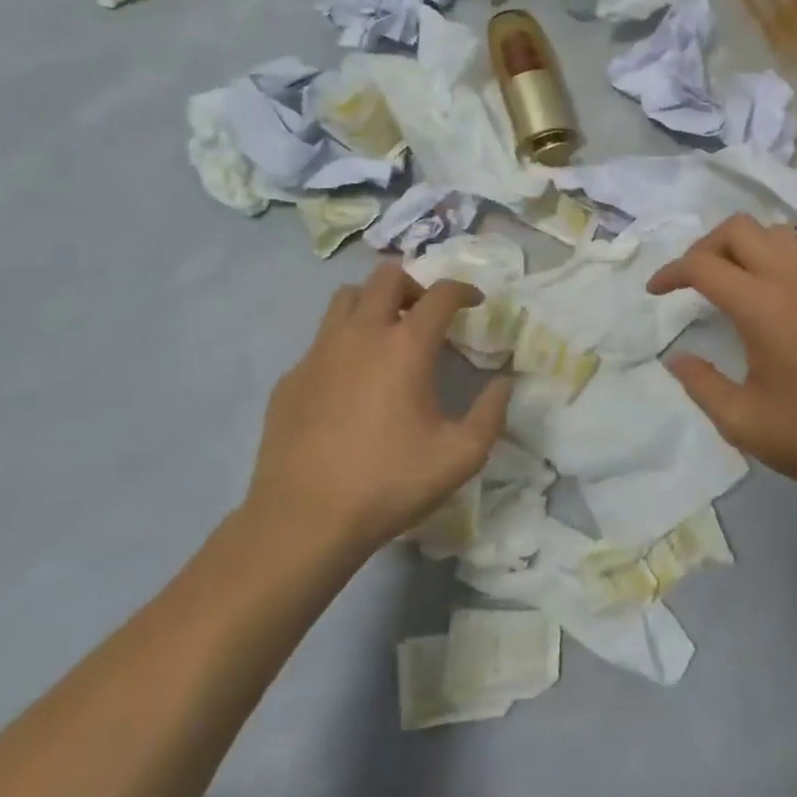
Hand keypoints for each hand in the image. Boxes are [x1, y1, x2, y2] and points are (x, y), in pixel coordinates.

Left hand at [243, 261, 510, 557]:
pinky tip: (350, 381)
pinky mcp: (291, 377)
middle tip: (427, 313)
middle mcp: (361, 334)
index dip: (464, 291)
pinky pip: (321, 340)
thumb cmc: (389, 483)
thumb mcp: (461, 456)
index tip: (475, 303)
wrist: (304, 520)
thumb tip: (504, 383)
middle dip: (415, 285)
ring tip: (388, 333)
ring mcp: (319, 352)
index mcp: (406, 346)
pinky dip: (344, 343)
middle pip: (387, 276)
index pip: (440, 294)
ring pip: (346, 298)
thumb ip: (491, 413)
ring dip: (373, 303)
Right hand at [646, 215, 796, 496]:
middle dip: (704, 246)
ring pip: (774, 232)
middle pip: (739, 228)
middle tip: (691, 281)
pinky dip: (771, 257)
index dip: (671, 272)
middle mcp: (794, 280)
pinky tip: (767, 297)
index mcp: (763, 307)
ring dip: (741, 245)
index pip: (704, 264)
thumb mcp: (744, 423)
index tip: (655, 292)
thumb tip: (677, 358)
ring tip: (728, 281)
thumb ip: (701, 384)